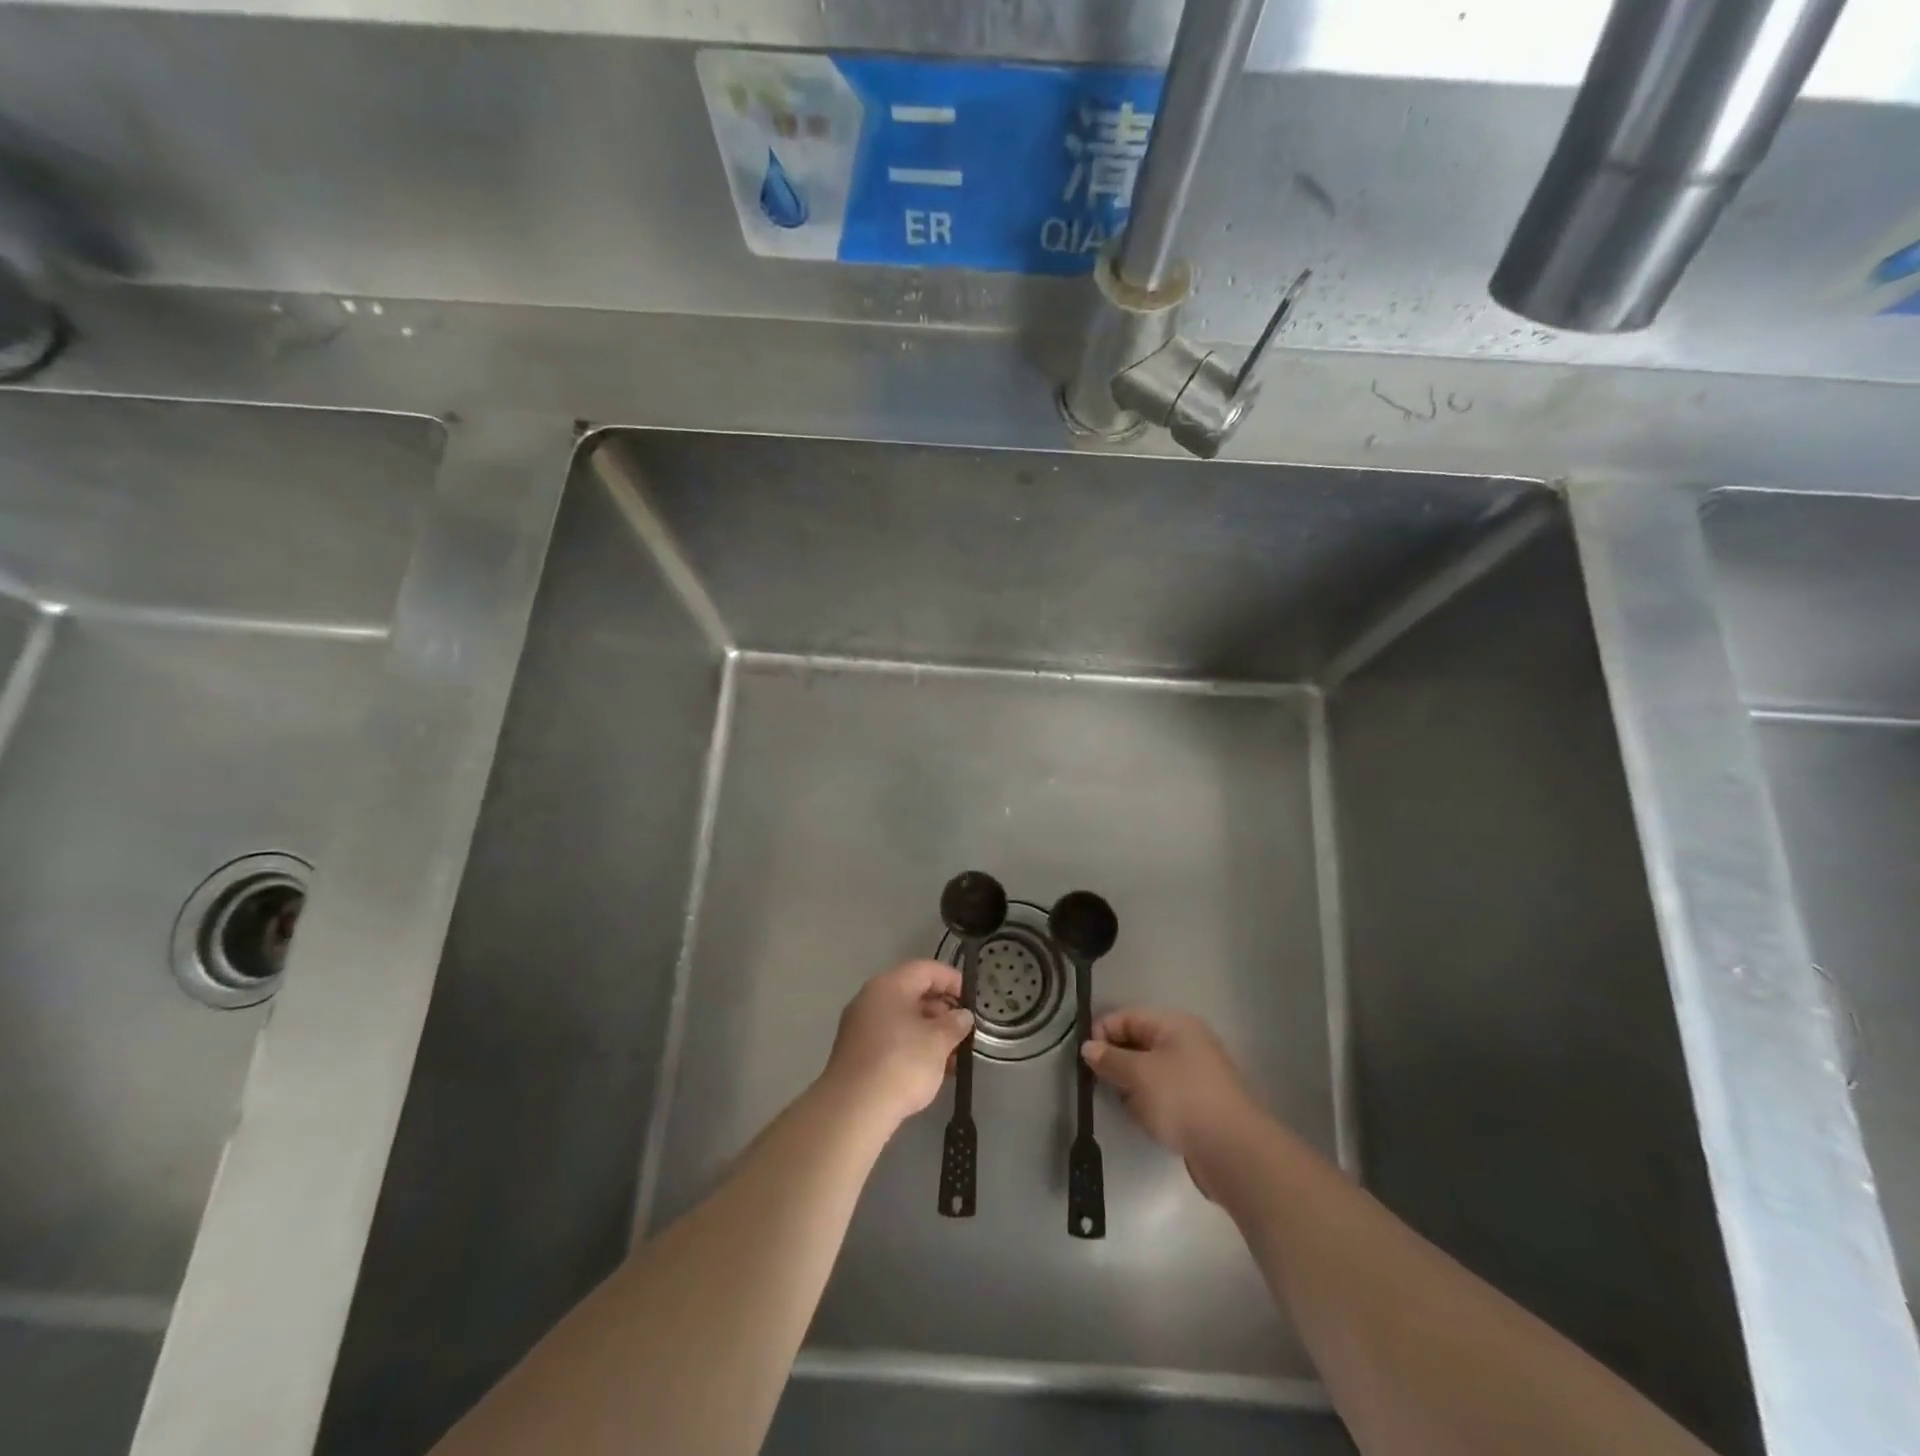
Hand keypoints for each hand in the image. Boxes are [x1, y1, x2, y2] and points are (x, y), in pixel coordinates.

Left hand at [820, 961, 973, 1133]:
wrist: (853, 1109)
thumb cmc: (901, 1064)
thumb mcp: (938, 1041)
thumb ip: (955, 1024)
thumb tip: (962, 1016)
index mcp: (889, 985)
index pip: (926, 969)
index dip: (953, 980)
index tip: (973, 1000)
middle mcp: (870, 998)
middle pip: (913, 993)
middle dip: (942, 1010)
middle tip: (964, 1031)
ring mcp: (859, 1026)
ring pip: (902, 1019)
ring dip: (929, 1032)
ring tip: (952, 1056)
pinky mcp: (856, 1053)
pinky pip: (891, 1039)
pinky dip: (912, 1047)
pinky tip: (930, 1070)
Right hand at [1083, 1008, 1261, 1170]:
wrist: (1232, 1150)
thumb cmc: (1181, 1098)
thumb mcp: (1138, 1074)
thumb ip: (1109, 1059)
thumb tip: (1088, 1047)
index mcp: (1174, 1024)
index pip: (1129, 1016)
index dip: (1104, 1032)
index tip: (1085, 1058)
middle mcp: (1186, 1042)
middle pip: (1138, 1043)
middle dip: (1117, 1062)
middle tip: (1100, 1083)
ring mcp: (1195, 1074)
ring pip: (1149, 1071)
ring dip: (1133, 1087)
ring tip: (1129, 1107)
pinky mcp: (1198, 1104)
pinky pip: (1163, 1094)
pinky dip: (1149, 1104)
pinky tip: (1146, 1121)